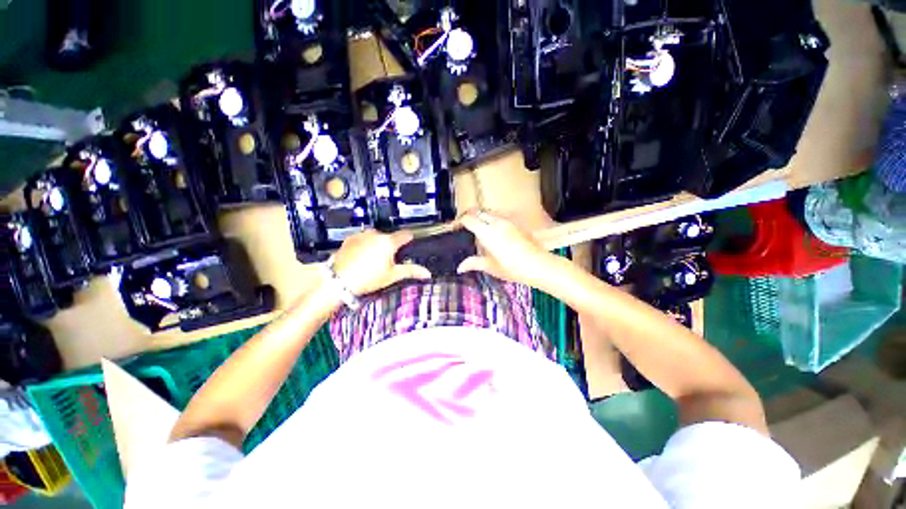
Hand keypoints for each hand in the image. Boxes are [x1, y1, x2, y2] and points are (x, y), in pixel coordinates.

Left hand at [332, 229, 430, 295]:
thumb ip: (411, 271)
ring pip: (375, 237)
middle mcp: (375, 234)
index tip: (409, 242)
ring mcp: (361, 235)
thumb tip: (427, 273)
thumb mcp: (392, 276)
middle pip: (389, 237)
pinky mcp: (349, 239)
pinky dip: (364, 245)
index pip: (405, 235)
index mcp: (388, 242)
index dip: (409, 239)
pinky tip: (361, 257)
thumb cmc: (368, 278)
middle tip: (387, 261)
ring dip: (377, 244)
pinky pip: (362, 239)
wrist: (338, 280)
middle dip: (390, 246)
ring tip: (372, 261)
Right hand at [456, 210, 553, 286]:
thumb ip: (474, 263)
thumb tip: (459, 267)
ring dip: (480, 217)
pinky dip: (491, 219)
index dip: (459, 221)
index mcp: (487, 232)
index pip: (468, 219)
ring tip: (477, 229)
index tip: (454, 228)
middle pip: (477, 211)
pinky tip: (493, 231)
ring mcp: (508, 221)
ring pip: (489, 212)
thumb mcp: (491, 267)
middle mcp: (496, 222)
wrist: (539, 265)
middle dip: (468, 216)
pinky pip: (499, 216)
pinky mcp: (516, 223)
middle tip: (463, 227)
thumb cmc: (512, 268)